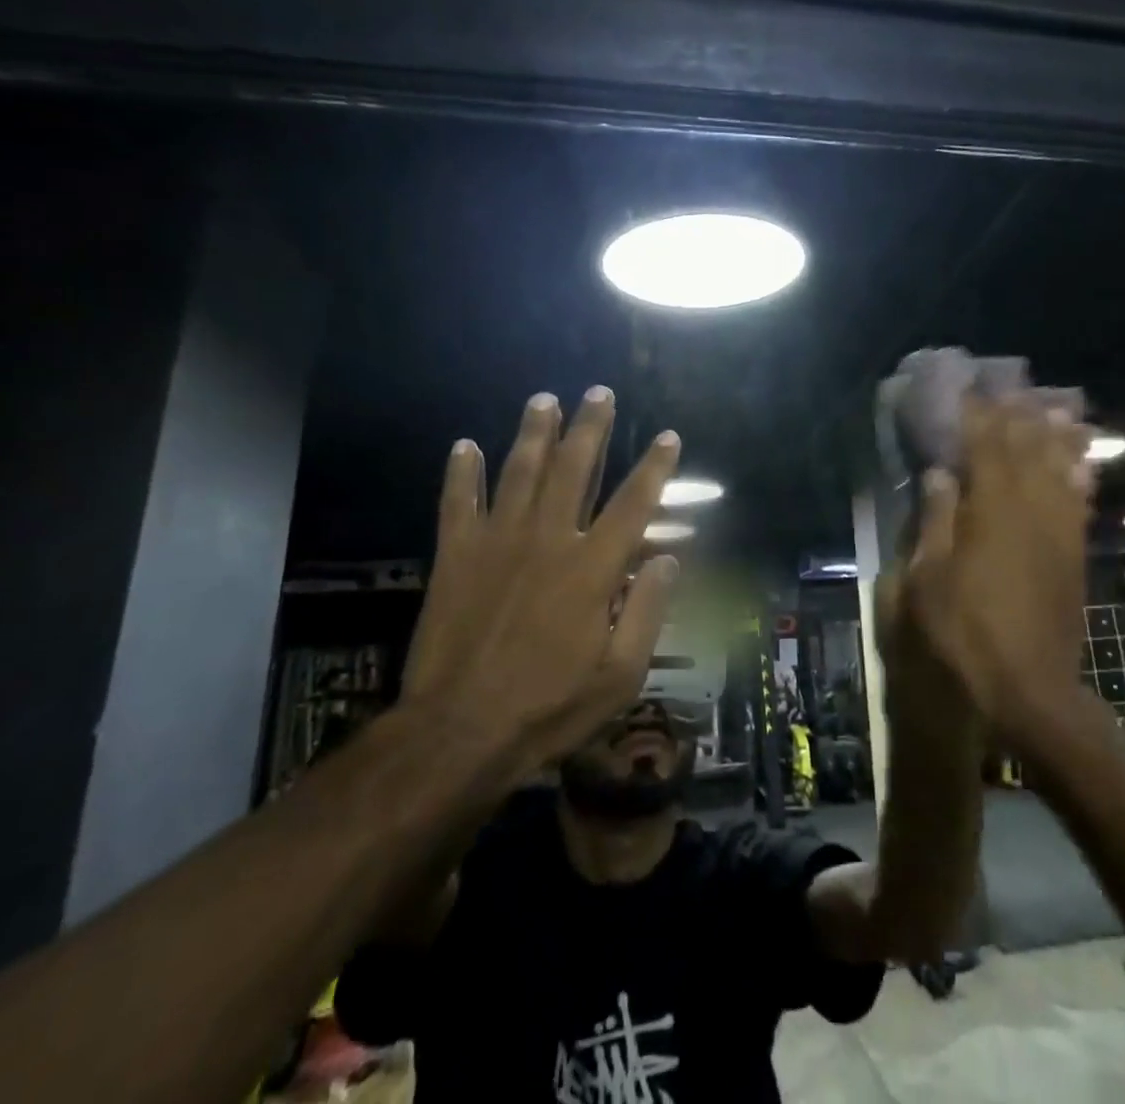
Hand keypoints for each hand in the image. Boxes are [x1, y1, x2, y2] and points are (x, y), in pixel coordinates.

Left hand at [399, 386, 681, 772]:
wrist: (458, 733)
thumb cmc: (549, 708)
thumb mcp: (620, 675)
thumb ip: (648, 611)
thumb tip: (668, 559)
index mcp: (592, 569)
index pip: (633, 504)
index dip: (654, 467)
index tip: (667, 436)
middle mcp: (547, 541)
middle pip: (573, 469)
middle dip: (589, 428)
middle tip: (598, 392)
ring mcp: (497, 544)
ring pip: (519, 473)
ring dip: (533, 433)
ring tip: (544, 399)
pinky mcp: (456, 557)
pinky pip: (457, 503)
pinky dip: (462, 473)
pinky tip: (465, 445)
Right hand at [906, 397, 1090, 744]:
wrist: (1029, 686)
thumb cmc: (966, 631)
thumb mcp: (929, 578)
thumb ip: (937, 519)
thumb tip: (941, 473)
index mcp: (991, 509)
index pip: (984, 445)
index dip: (976, 414)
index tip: (969, 388)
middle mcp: (1031, 507)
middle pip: (1026, 447)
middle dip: (1016, 414)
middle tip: (1009, 386)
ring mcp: (1059, 529)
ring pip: (1060, 466)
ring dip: (1054, 434)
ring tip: (1053, 406)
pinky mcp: (1074, 552)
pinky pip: (1079, 499)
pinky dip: (1078, 472)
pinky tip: (1079, 459)